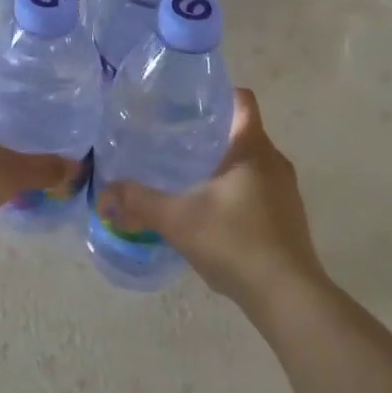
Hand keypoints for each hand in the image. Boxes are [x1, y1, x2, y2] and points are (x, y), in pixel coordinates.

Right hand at [97, 89, 323, 312]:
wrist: (288, 297)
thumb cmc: (235, 243)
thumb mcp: (177, 220)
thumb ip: (138, 202)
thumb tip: (103, 195)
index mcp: (252, 148)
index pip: (242, 100)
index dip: (217, 95)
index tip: (186, 103)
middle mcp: (275, 161)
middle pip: (243, 130)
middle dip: (211, 132)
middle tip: (173, 139)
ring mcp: (286, 191)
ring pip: (251, 161)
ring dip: (223, 163)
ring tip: (187, 173)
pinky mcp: (289, 217)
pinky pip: (259, 187)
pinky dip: (237, 189)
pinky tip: (211, 210)